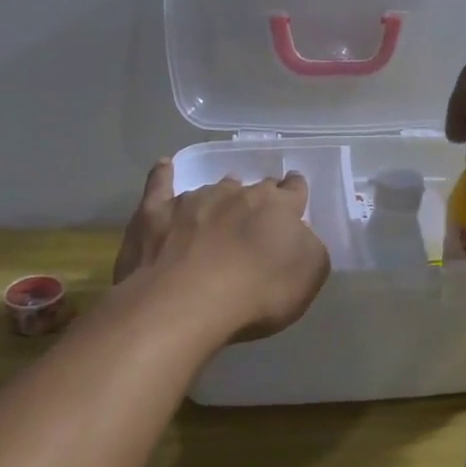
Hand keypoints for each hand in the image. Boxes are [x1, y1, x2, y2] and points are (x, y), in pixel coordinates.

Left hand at [113, 160, 330, 340]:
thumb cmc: (258, 292)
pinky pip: (160, 184)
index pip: (294, 190)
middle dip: (258, 199)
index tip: (295, 198)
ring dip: (220, 196)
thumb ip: (309, 247)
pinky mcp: (156, 212)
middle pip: (253, 189)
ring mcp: (194, 200)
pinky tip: (165, 166)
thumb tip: (299, 235)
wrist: (187, 301)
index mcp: (278, 206)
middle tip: (256, 218)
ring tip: (219, 211)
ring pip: (213, 189)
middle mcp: (238, 194)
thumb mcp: (309, 275)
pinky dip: (163, 174)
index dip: (296, 193)